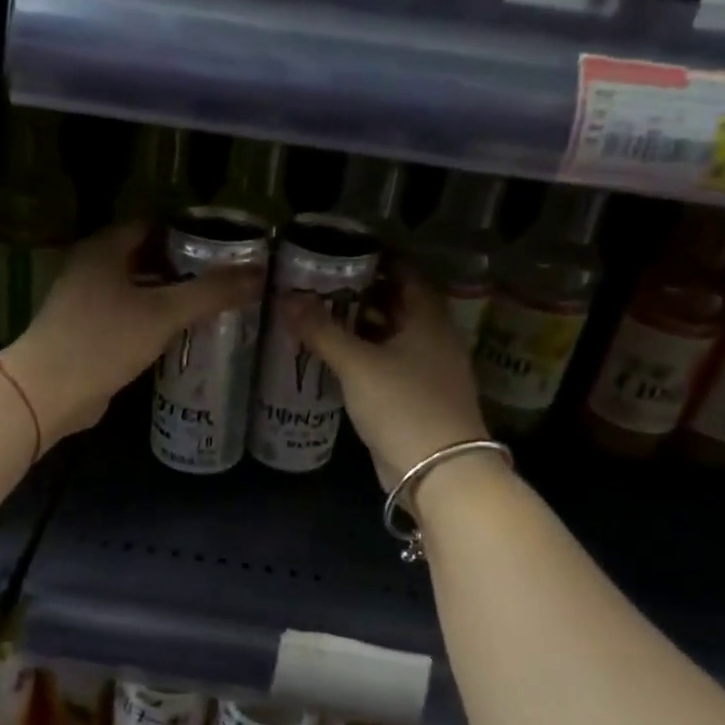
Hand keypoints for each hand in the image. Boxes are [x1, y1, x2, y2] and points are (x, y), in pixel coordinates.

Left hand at [2, 222, 264, 445]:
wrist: (49, 391)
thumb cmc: (104, 340)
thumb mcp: (163, 313)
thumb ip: (210, 293)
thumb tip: (257, 275)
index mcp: (104, 248)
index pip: (154, 225)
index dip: (190, 232)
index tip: (225, 245)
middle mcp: (92, 267)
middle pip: (147, 256)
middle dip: (184, 265)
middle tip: (225, 276)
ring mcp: (86, 300)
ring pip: (138, 288)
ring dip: (170, 294)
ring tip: (212, 303)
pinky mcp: (87, 332)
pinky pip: (129, 315)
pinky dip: (153, 318)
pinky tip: (181, 332)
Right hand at [282, 269, 491, 488]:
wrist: (438, 471)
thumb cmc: (403, 405)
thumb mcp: (357, 364)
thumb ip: (322, 330)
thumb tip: (286, 297)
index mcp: (429, 320)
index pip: (407, 275)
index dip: (379, 260)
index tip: (344, 253)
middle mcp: (434, 339)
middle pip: (399, 305)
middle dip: (364, 293)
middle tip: (322, 283)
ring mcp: (428, 371)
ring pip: (392, 337)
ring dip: (362, 326)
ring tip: (321, 315)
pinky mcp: (416, 399)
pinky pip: (389, 365)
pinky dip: (365, 356)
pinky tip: (336, 357)